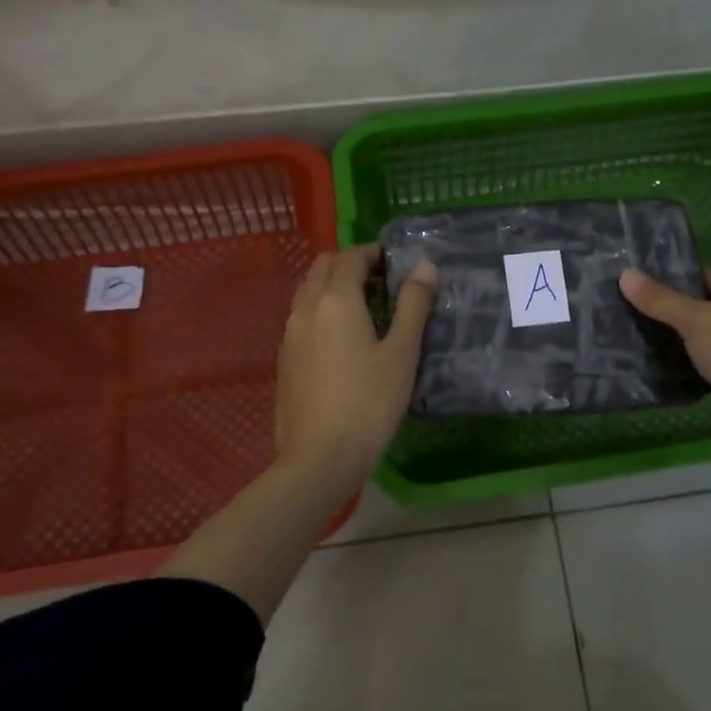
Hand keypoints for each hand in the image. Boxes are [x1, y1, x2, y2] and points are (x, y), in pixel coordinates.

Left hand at [275, 245, 436, 488]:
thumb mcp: (401, 353)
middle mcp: (306, 308)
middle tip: (382, 281)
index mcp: (335, 300)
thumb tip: (425, 266)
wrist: (320, 457)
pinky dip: (321, 309)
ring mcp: (289, 334)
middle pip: (323, 267)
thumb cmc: (369, 403)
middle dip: (351, 264)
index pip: (351, 257)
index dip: (374, 253)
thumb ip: (414, 305)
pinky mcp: (285, 359)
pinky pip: (301, 316)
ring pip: (308, 290)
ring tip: (363, 307)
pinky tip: (342, 338)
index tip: (396, 262)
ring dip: (333, 285)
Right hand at [619, 268, 710, 475]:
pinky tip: (657, 373)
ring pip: (702, 341)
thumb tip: (626, 273)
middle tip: (620, 312)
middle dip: (665, 311)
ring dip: (674, 343)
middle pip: (700, 309)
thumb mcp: (699, 321)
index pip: (700, 276)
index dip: (667, 276)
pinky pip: (706, 370)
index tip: (628, 281)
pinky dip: (685, 370)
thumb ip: (662, 300)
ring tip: (629, 340)